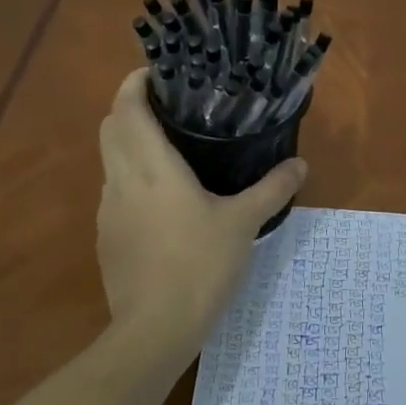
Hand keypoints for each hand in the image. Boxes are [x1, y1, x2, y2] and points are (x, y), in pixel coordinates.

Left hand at [97, 69, 307, 362]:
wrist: (154, 331)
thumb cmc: (199, 265)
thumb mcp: (243, 224)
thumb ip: (272, 190)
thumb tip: (300, 164)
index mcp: (150, 167)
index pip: (126, 107)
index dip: (134, 83)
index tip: (157, 73)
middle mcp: (120, 180)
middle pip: (110, 128)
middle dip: (131, 109)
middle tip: (169, 107)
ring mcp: (107, 211)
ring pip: (110, 161)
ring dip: (129, 145)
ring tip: (169, 150)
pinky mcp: (105, 237)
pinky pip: (114, 192)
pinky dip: (130, 179)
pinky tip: (162, 201)